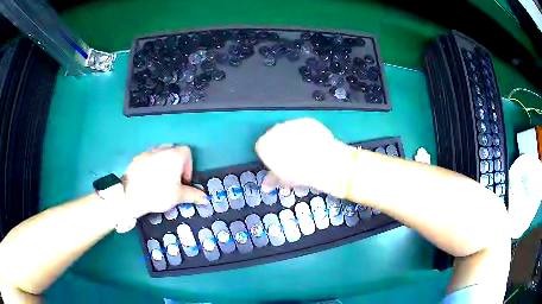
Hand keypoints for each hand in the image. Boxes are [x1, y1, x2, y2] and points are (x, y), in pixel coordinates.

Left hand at [123, 145, 205, 215]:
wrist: (131, 195)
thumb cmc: (158, 193)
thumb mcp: (178, 196)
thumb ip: (193, 195)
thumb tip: (206, 198)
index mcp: (174, 155)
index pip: (187, 152)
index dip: (189, 166)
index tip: (184, 181)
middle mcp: (162, 149)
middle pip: (173, 150)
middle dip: (176, 163)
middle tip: (173, 180)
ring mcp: (147, 152)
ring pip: (160, 153)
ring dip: (163, 163)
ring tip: (160, 180)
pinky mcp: (137, 158)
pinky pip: (148, 158)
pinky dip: (151, 166)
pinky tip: (148, 180)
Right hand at [255, 118, 354, 197]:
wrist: (324, 163)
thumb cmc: (299, 173)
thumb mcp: (283, 179)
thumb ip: (272, 179)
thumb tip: (266, 185)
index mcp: (264, 144)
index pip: (261, 147)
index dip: (271, 156)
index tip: (279, 163)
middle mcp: (274, 130)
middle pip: (274, 136)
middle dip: (281, 145)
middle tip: (292, 158)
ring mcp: (291, 123)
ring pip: (289, 130)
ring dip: (294, 138)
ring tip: (305, 152)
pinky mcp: (306, 120)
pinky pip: (303, 127)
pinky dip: (307, 134)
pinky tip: (314, 144)